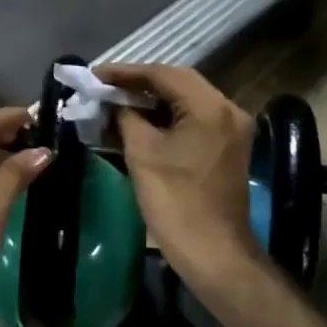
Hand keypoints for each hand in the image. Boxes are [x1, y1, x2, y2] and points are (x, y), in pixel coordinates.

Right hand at [96, 64, 263, 287]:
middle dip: (139, 83)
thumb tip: (111, 101)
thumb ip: (125, 117)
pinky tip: (138, 121)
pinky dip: (166, 117)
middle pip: (178, 83)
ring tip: (115, 101)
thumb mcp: (142, 153)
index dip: (126, 72)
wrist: (214, 254)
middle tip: (103, 86)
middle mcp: (228, 110)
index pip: (164, 74)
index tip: (95, 74)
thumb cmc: (175, 202)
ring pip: (186, 101)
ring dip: (151, 100)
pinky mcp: (226, 147)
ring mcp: (231, 130)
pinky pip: (193, 120)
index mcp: (210, 107)